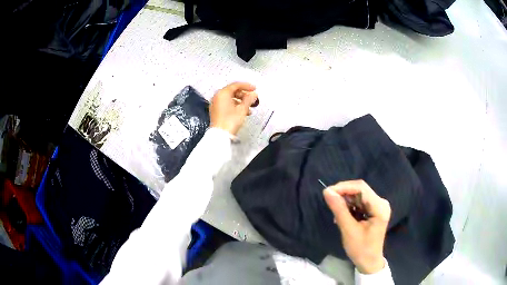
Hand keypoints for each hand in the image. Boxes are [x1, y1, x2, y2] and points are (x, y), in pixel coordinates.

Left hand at [210, 82, 258, 134]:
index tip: (255, 89)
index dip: (246, 86)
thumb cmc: (231, 120)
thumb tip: (254, 94)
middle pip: (232, 91)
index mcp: (222, 93)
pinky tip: (243, 112)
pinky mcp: (215, 111)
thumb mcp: (242, 109)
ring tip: (250, 109)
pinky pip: (226, 104)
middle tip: (252, 99)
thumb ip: (249, 99)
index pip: (235, 85)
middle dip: (244, 95)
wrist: (220, 135)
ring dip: (240, 102)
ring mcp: (215, 104)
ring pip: (230, 99)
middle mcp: (217, 97)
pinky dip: (235, 106)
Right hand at [323, 180, 390, 273]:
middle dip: (344, 194)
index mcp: (380, 207)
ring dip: (346, 201)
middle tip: (329, 202)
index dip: (344, 187)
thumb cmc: (361, 249)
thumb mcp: (348, 230)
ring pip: (359, 195)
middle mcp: (381, 202)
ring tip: (336, 213)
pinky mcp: (374, 210)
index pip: (361, 188)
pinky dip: (349, 207)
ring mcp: (378, 206)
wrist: (369, 262)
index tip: (327, 192)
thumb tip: (327, 192)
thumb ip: (339, 210)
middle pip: (360, 190)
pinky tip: (342, 216)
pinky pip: (360, 202)